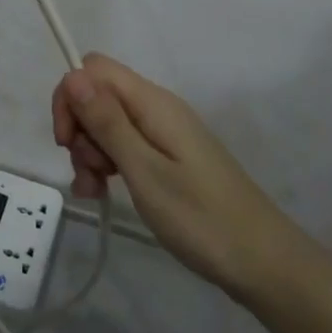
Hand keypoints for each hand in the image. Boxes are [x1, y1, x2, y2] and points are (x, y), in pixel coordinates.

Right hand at [51, 54, 301, 301]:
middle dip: (80, 129)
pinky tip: (103, 193)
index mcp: (153, 102)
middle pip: (98, 94)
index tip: (67, 142)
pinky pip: (125, 144)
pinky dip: (108, 164)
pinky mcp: (168, 156)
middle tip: (88, 173)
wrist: (263, 263)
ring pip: (108, 122)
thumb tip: (72, 75)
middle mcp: (157, 107)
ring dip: (91, 151)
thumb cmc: (201, 218)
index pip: (93, 69)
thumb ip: (107, 122)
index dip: (71, 97)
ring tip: (95, 192)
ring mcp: (164, 132)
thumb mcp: (145, 172)